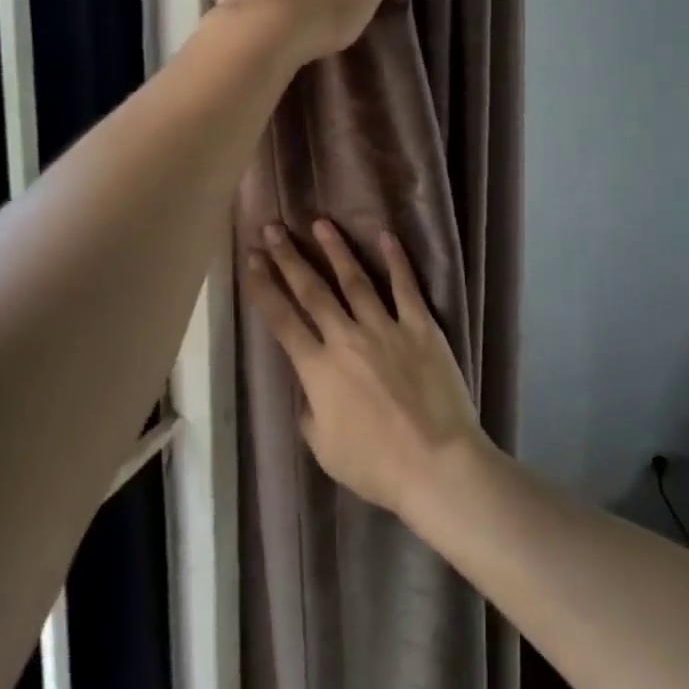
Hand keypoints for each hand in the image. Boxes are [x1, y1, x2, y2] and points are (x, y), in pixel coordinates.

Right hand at [247, 220, 489, 519]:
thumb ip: (310, 411)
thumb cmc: (376, 465)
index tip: (252, 259)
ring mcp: (386, 328)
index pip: (282, 320)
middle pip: (312, 290)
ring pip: (354, 279)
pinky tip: (385, 235)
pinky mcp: (421, 327)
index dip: (264, 287)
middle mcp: (346, 338)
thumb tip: (310, 388)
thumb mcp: (324, 448)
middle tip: (273, 228)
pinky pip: (405, 287)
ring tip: (319, 223)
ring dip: (334, 249)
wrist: (436, 464)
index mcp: (318, 369)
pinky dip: (395, 260)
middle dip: (289, 257)